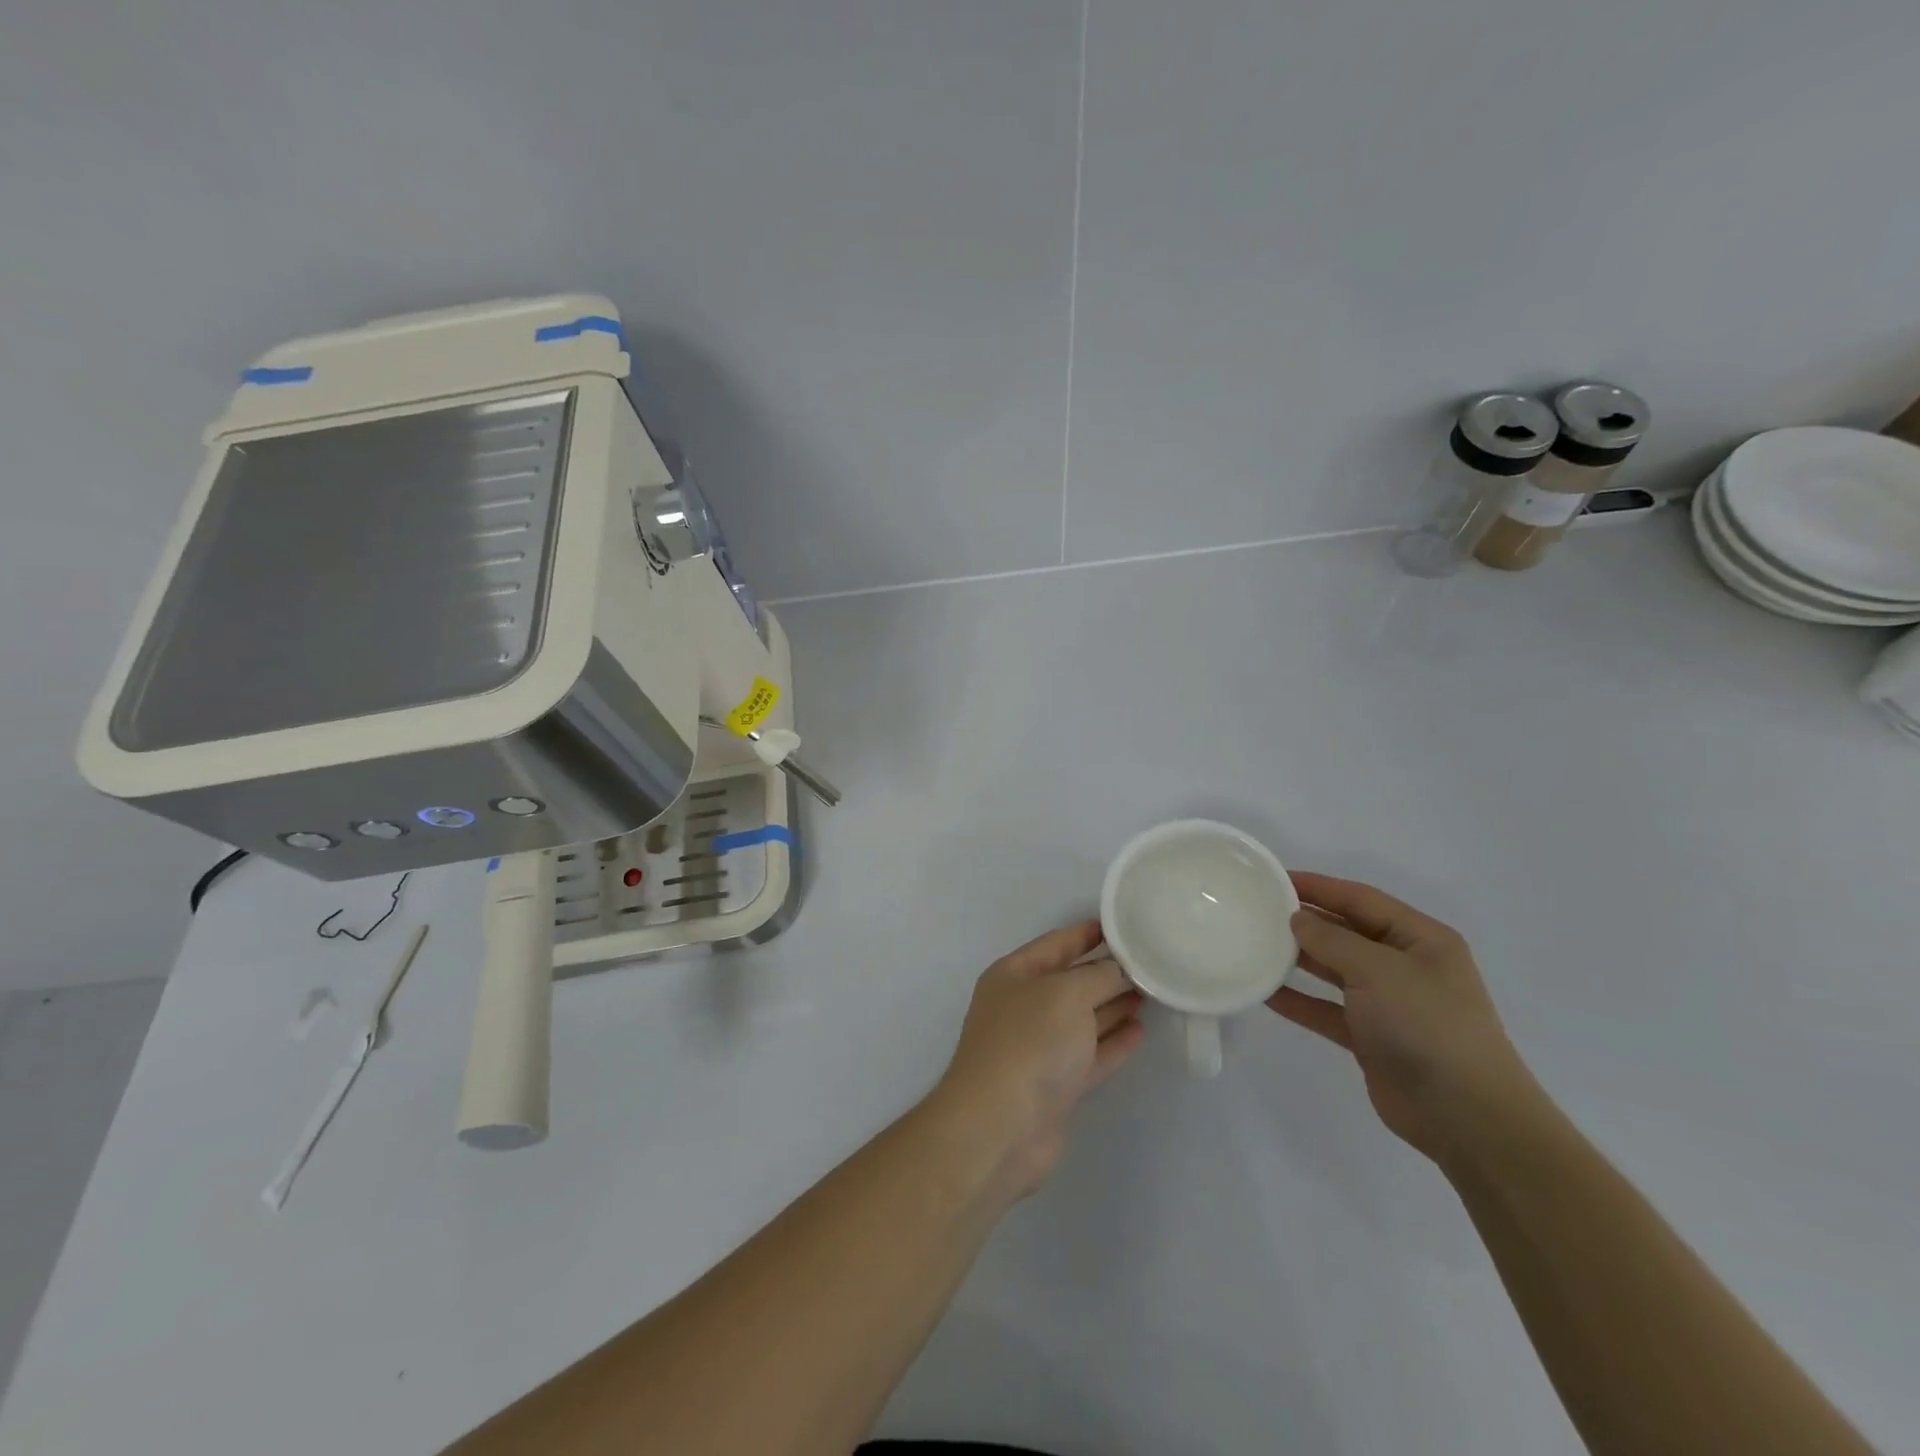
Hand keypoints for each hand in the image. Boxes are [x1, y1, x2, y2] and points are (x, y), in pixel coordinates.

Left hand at [932, 921, 1145, 1197]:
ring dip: (1114, 1005)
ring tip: (1151, 992)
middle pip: (1072, 981)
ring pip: (1083, 1019)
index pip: (1057, 943)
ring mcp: (1039, 1048)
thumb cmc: (1029, 1043)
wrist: (1000, 1127)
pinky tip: (1140, 1030)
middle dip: (1107, 971)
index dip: (1089, 932)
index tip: (1125, 925)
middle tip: (1150, 962)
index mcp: (1014, 974)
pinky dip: (1113, 1042)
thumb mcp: (1066, 994)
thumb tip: (1121, 968)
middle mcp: (1023, 1007)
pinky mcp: (1056, 1085)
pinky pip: (1090, 1054)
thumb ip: (1099, 976)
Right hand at [1268, 873, 1543, 1164]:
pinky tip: (1266, 993)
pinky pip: (1328, 1010)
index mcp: (1421, 939)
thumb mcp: (1378, 970)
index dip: (1318, 886)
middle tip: (1258, 911)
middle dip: (1306, 921)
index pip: (1361, 899)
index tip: (1274, 878)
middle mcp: (1406, 965)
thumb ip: (1332, 939)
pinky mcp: (1372, 1038)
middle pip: (1347, 932)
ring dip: (1299, 959)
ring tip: (1255, 946)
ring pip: (1335, 970)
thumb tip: (1297, 919)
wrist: (1466, 1116)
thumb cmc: (1427, 1025)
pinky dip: (1300, 1001)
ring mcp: (1389, 1003)